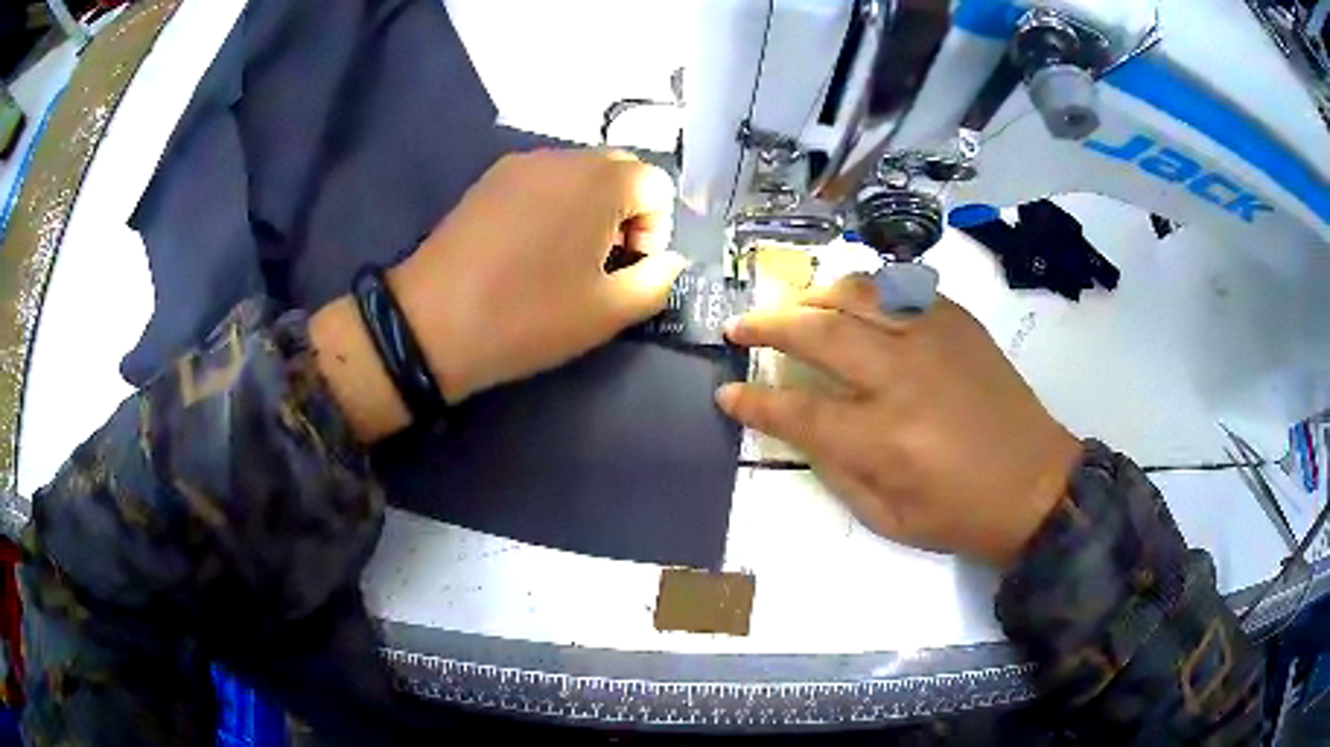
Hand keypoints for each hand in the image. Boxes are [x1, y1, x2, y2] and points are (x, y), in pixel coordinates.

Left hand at [390, 149, 685, 401]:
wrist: (430, 322)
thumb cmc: (527, 317)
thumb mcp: (607, 313)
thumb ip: (657, 281)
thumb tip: (670, 260)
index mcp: (600, 181)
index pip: (657, 185)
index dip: (655, 230)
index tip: (627, 269)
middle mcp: (563, 157)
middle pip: (620, 170)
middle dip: (626, 212)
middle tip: (601, 262)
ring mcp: (521, 163)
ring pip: (580, 172)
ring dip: (590, 206)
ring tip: (563, 256)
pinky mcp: (490, 178)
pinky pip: (543, 180)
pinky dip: (554, 203)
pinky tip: (529, 246)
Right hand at [716, 275, 1082, 567]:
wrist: (1036, 485)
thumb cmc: (960, 514)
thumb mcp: (887, 517)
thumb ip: (834, 469)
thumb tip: (796, 427)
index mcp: (884, 439)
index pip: (797, 411)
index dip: (753, 402)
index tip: (726, 392)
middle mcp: (903, 376)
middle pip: (817, 332)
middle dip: (766, 326)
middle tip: (739, 326)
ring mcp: (934, 338)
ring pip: (857, 293)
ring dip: (812, 296)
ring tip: (792, 307)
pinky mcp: (958, 321)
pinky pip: (900, 288)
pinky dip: (865, 291)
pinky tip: (853, 304)